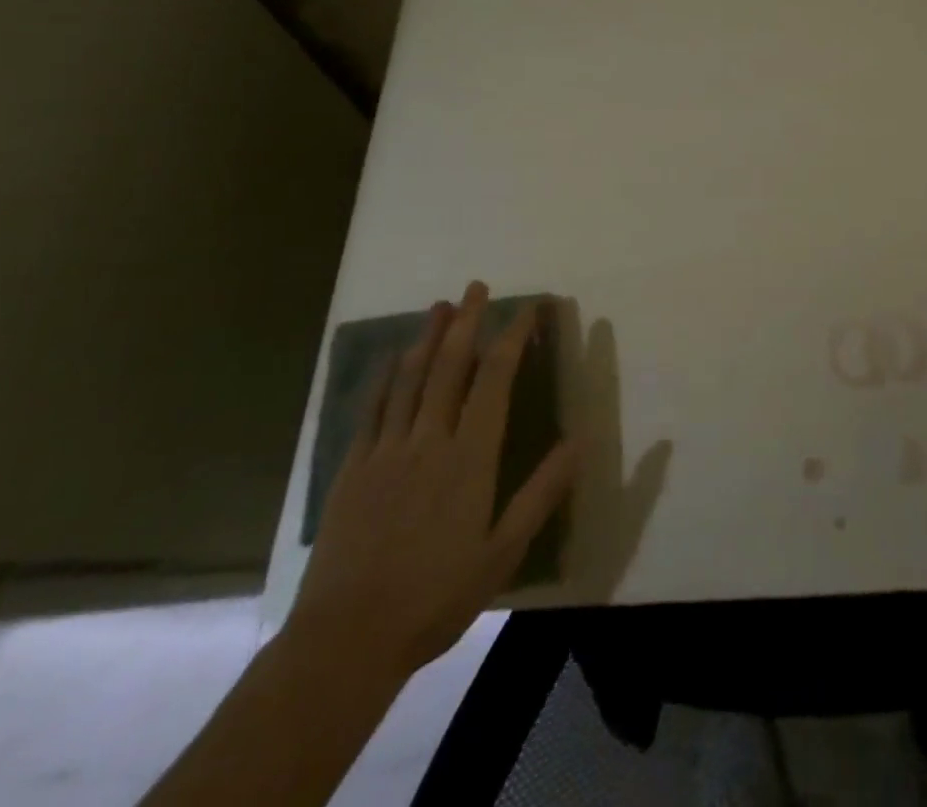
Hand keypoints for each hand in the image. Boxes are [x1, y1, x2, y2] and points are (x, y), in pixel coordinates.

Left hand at [287, 282, 578, 681]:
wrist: (346, 640)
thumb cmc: (436, 596)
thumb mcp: (504, 552)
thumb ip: (542, 492)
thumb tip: (580, 440)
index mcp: (470, 457)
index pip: (496, 380)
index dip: (513, 338)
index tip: (528, 309)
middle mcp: (429, 440)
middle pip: (450, 366)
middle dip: (466, 321)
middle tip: (476, 286)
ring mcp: (386, 451)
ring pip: (410, 378)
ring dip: (427, 337)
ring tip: (439, 305)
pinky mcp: (353, 469)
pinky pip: (372, 409)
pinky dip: (385, 377)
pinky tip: (393, 358)